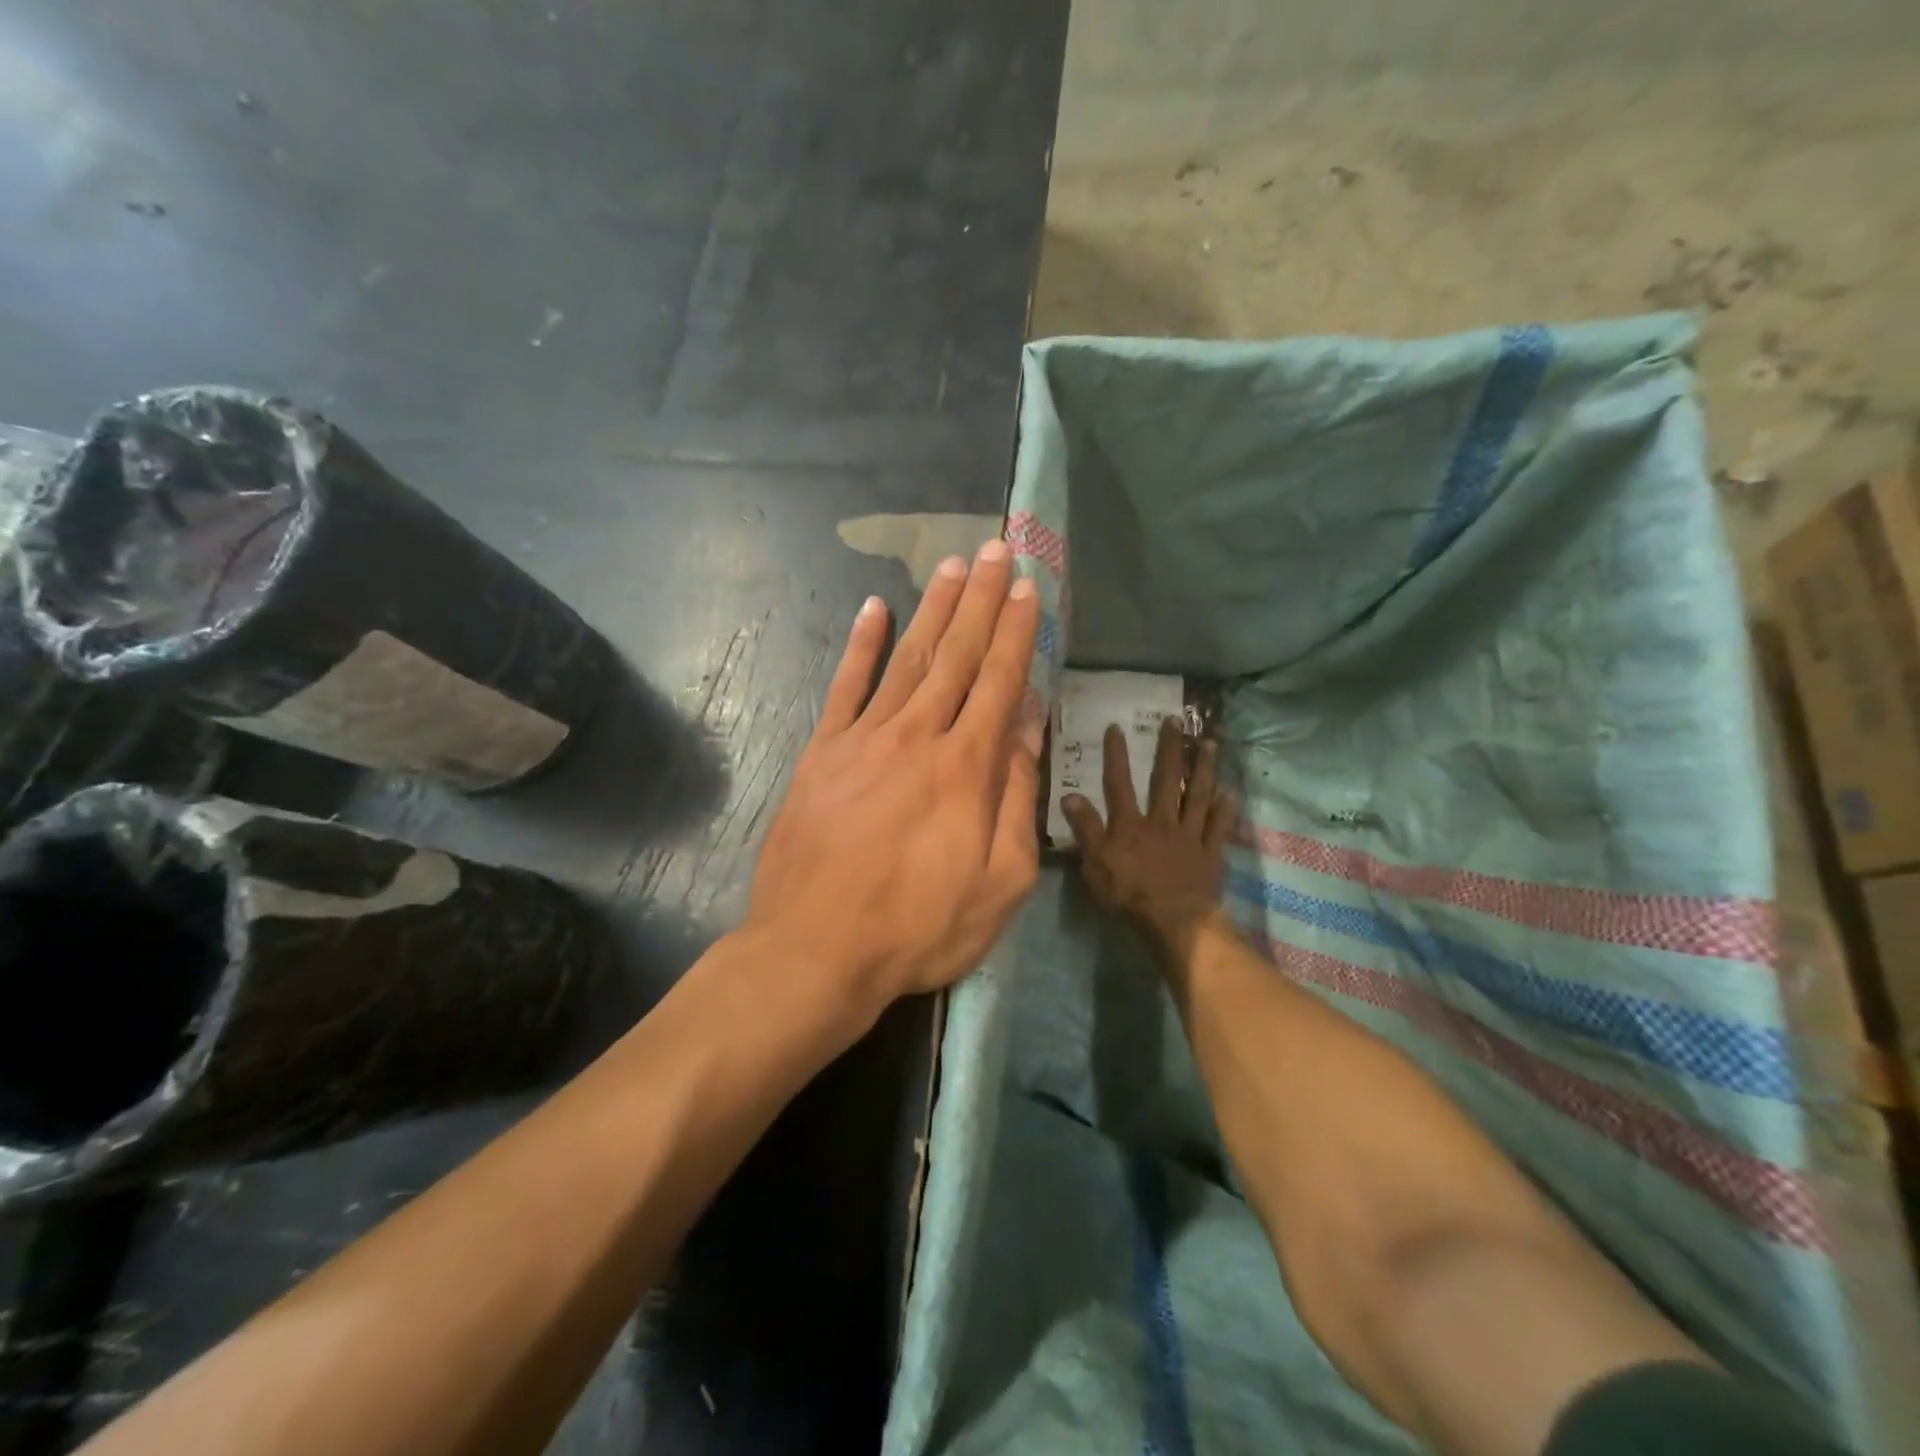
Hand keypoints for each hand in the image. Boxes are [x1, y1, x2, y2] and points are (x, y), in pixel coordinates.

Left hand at [746, 540, 1043, 1017]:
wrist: (816, 950)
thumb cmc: (919, 927)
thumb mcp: (1000, 881)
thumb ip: (1016, 796)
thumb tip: (1026, 726)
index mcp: (966, 766)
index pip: (999, 681)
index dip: (1016, 632)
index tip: (1028, 588)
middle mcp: (918, 736)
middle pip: (956, 655)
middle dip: (980, 599)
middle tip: (995, 549)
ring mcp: (863, 739)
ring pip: (907, 659)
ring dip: (933, 609)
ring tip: (952, 566)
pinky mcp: (821, 753)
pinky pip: (844, 687)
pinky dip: (860, 646)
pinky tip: (874, 608)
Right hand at [1062, 718, 1233, 957]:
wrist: (1175, 921)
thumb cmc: (1129, 895)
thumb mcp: (1095, 864)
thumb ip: (1085, 829)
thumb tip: (1070, 795)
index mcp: (1131, 824)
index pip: (1119, 784)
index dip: (1116, 756)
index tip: (1117, 727)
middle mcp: (1162, 821)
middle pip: (1165, 780)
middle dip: (1170, 749)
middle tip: (1177, 721)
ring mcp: (1190, 835)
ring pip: (1197, 795)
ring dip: (1204, 768)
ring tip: (1210, 744)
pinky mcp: (1210, 853)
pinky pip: (1219, 826)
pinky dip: (1225, 809)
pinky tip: (1231, 792)